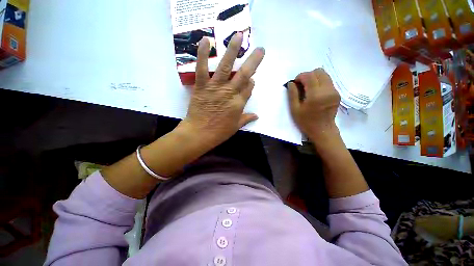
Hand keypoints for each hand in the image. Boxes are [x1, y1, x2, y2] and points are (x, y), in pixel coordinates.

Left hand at [179, 32, 264, 146]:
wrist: (200, 134)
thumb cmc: (219, 132)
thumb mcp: (236, 126)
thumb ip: (246, 119)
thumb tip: (256, 115)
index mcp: (239, 103)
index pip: (249, 88)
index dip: (251, 83)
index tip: (252, 79)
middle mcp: (230, 93)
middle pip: (244, 74)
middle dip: (253, 61)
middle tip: (260, 49)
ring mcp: (216, 87)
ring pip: (226, 66)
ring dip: (233, 50)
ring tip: (239, 35)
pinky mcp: (202, 86)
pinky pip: (202, 68)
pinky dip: (203, 54)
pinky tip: (206, 40)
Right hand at [287, 68, 340, 141]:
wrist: (323, 130)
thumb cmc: (306, 121)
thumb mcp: (295, 109)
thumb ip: (292, 94)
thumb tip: (291, 83)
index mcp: (316, 95)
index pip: (309, 76)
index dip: (300, 76)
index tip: (295, 83)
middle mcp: (327, 90)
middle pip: (319, 72)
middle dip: (308, 75)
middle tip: (301, 85)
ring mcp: (334, 91)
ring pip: (324, 74)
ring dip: (314, 78)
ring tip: (308, 88)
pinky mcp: (337, 93)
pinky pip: (328, 81)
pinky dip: (319, 82)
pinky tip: (315, 92)